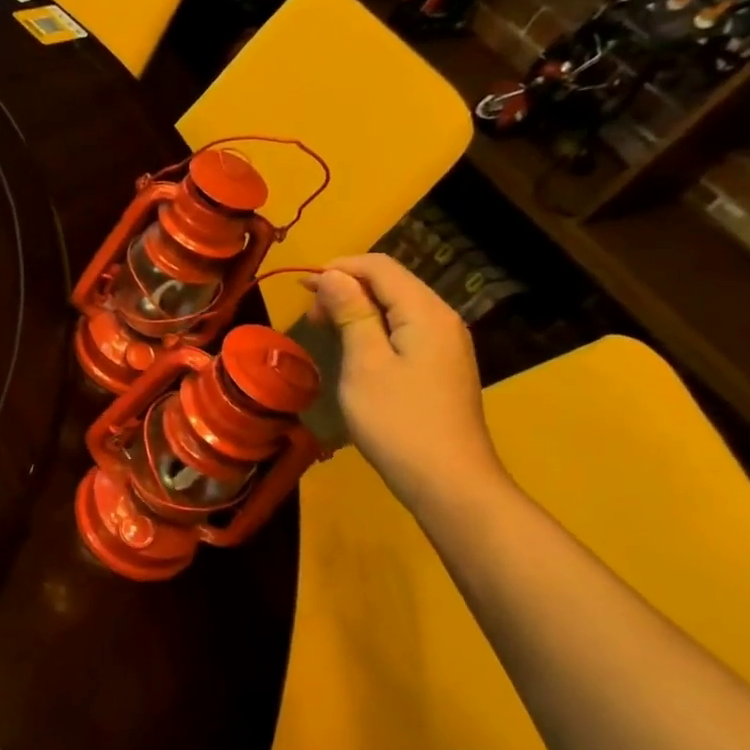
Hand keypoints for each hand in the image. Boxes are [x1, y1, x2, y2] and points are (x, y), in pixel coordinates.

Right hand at [309, 255, 506, 510]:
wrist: (448, 482)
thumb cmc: (398, 421)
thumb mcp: (365, 364)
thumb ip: (352, 313)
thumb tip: (332, 274)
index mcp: (426, 312)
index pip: (380, 267)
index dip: (339, 268)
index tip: (300, 287)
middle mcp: (442, 319)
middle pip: (392, 283)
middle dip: (347, 288)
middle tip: (311, 316)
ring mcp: (446, 345)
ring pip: (397, 307)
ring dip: (358, 309)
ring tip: (326, 330)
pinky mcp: (441, 368)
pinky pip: (404, 331)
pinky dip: (374, 329)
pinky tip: (355, 350)